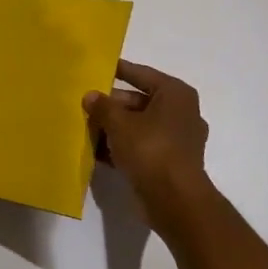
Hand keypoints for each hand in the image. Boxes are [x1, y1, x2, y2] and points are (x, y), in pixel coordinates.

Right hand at [83, 60, 213, 228]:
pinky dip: (124, 147)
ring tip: (87, 129)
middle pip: (139, 101)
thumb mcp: (119, 124)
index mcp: (175, 94)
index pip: (141, 74)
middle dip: (112, 106)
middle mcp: (181, 112)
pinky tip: (99, 153)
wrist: (176, 201)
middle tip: (86, 106)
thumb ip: (102, 107)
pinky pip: (143, 146)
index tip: (98, 67)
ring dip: (115, 128)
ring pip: (140, 125)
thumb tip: (90, 96)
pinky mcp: (171, 162)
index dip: (119, 70)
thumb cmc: (151, 150)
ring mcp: (179, 139)